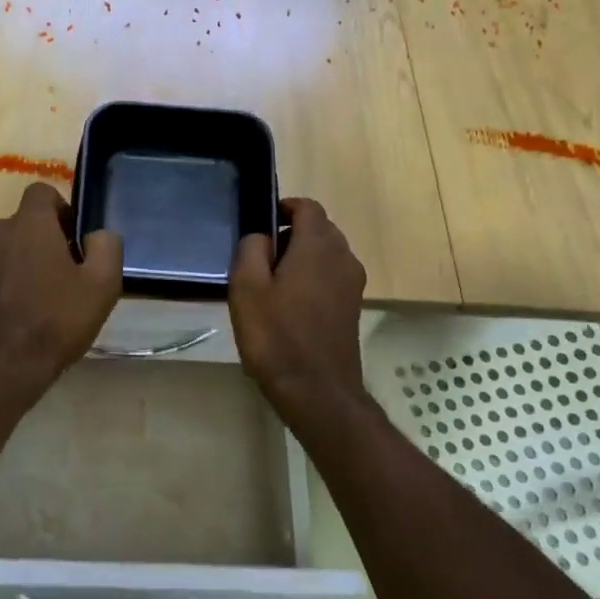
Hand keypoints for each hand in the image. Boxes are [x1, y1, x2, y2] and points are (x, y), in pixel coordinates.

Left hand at [0, 182, 122, 394]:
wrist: (1, 369)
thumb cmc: (56, 322)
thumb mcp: (102, 285)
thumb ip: (106, 246)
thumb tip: (97, 234)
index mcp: (28, 223)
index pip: (42, 192)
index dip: (62, 210)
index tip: (74, 241)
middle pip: (24, 223)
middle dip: (44, 240)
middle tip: (64, 276)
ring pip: (6, 248)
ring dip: (23, 262)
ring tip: (41, 299)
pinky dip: (5, 283)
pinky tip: (19, 314)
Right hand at [229, 197, 366, 416]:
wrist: (317, 391)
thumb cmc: (276, 336)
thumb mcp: (247, 289)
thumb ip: (251, 250)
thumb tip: (261, 236)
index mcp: (318, 246)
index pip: (308, 207)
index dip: (285, 208)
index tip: (262, 224)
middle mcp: (343, 257)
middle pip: (320, 229)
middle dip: (291, 234)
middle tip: (260, 259)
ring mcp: (353, 284)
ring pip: (327, 254)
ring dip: (301, 258)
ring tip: (272, 285)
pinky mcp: (353, 307)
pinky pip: (331, 277)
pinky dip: (312, 279)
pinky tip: (289, 307)